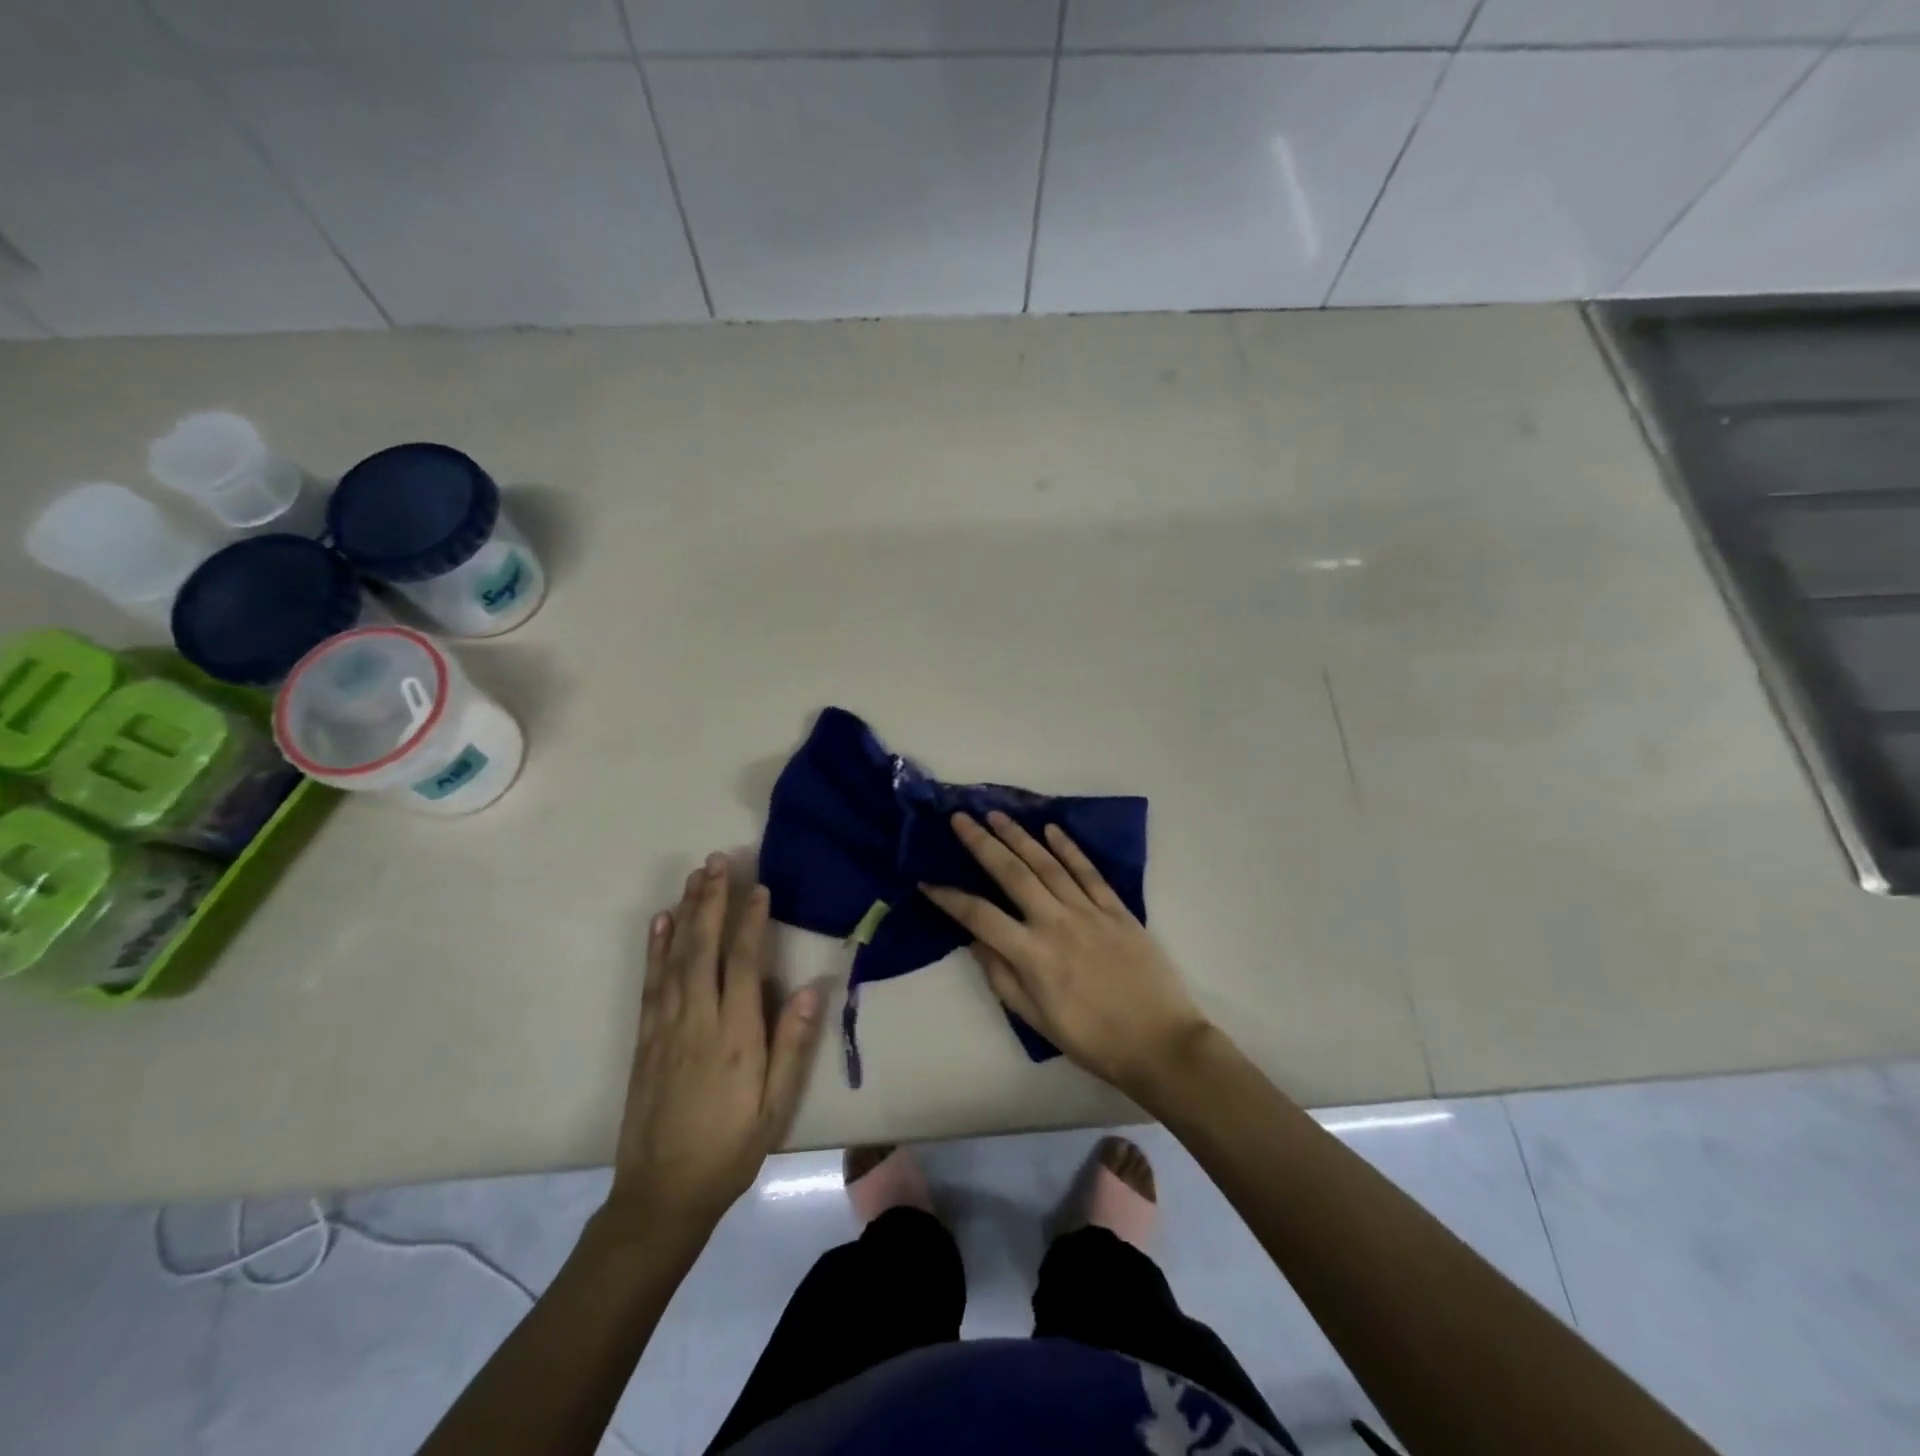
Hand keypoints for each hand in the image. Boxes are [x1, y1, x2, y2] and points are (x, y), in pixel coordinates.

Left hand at [604, 853, 823, 1243]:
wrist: (661, 1195)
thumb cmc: (730, 1149)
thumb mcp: (775, 1107)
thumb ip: (792, 1046)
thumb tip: (812, 988)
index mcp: (734, 1035)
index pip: (743, 964)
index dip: (751, 922)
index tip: (758, 887)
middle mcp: (696, 1020)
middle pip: (703, 948)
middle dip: (712, 901)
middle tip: (718, 860)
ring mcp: (665, 1027)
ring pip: (675, 957)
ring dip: (685, 913)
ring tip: (694, 877)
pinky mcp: (645, 1038)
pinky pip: (651, 983)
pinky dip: (655, 948)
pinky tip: (661, 922)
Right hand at [919, 812, 1211, 1102]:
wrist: (1160, 1043)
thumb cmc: (1092, 1040)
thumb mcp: (1036, 1019)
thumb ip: (1002, 977)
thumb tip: (974, 940)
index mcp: (1032, 954)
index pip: (979, 916)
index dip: (949, 897)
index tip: (927, 881)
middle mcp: (1056, 922)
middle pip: (1011, 873)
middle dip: (981, 843)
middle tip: (960, 819)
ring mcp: (1089, 911)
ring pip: (1047, 864)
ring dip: (1019, 836)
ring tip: (996, 816)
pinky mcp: (1117, 909)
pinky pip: (1088, 872)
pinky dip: (1069, 848)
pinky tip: (1051, 830)